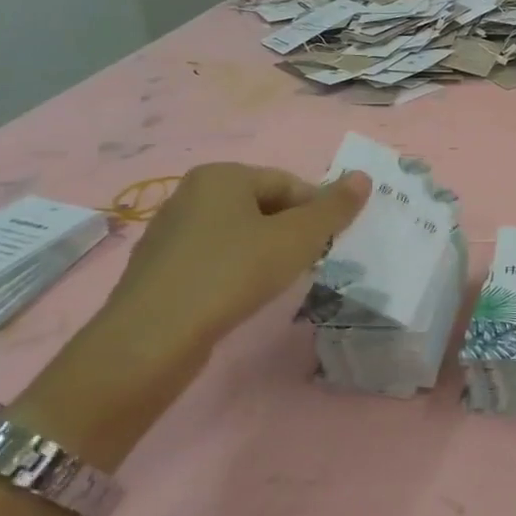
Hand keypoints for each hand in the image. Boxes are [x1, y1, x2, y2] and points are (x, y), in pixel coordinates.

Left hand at [15, 163, 369, 464]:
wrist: (151, 339)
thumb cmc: (232, 274)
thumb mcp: (297, 238)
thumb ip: (334, 208)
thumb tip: (363, 177)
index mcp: (222, 176)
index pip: (290, 183)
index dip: (316, 212)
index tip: (327, 245)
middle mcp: (191, 194)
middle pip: (264, 206)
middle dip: (291, 232)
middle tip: (305, 264)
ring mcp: (170, 232)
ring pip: (239, 234)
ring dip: (265, 253)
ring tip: (275, 283)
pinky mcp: (159, 269)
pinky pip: (214, 258)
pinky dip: (236, 271)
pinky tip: (240, 296)